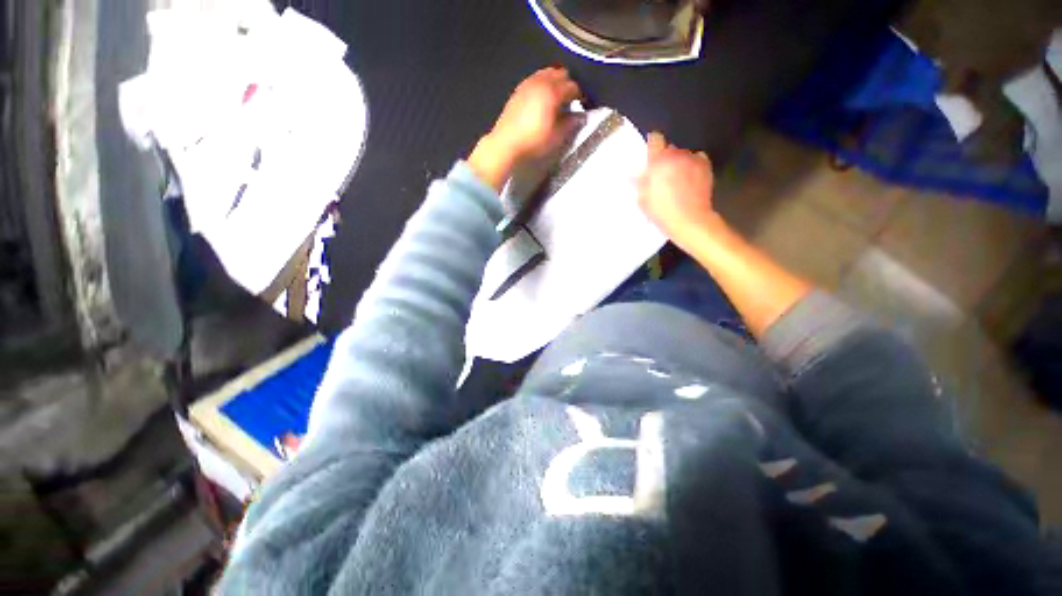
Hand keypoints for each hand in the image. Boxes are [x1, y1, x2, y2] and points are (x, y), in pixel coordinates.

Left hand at [469, 67, 583, 190]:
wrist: (506, 144)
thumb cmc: (533, 142)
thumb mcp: (556, 137)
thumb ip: (570, 124)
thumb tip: (580, 117)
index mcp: (553, 92)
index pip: (573, 86)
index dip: (581, 95)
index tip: (583, 104)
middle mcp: (541, 82)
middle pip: (561, 73)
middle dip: (569, 84)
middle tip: (571, 100)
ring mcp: (528, 83)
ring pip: (547, 72)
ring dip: (555, 82)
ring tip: (557, 98)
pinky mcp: (519, 89)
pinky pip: (535, 78)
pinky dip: (543, 83)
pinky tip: (543, 98)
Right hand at [637, 132, 720, 248]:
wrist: (689, 220)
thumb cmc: (662, 211)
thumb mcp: (643, 199)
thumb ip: (639, 183)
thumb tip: (634, 175)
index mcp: (658, 161)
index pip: (655, 139)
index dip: (652, 144)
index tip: (650, 152)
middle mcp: (676, 155)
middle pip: (669, 147)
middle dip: (665, 158)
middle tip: (661, 173)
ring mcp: (692, 159)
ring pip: (683, 154)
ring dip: (678, 162)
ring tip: (676, 178)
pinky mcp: (705, 166)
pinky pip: (697, 158)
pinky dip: (693, 164)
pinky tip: (690, 177)